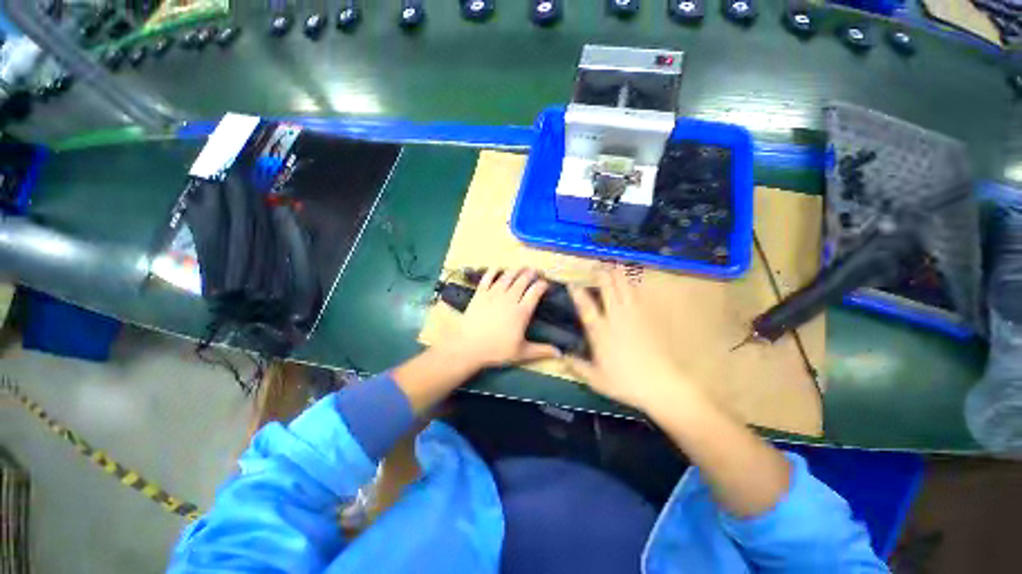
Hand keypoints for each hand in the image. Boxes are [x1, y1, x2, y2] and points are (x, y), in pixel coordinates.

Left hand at [445, 268, 560, 368]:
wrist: (468, 347)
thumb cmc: (497, 350)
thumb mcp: (522, 353)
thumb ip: (542, 351)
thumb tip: (561, 354)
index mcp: (521, 312)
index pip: (535, 292)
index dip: (542, 285)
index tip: (546, 283)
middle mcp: (509, 299)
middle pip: (523, 280)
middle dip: (531, 273)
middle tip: (536, 271)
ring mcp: (493, 294)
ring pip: (507, 276)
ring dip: (516, 270)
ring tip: (522, 267)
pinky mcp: (480, 294)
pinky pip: (487, 278)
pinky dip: (493, 271)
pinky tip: (498, 267)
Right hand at [567, 268, 690, 411]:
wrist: (661, 384)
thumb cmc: (625, 382)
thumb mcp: (596, 379)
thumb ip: (577, 366)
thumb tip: (562, 357)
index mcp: (600, 331)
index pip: (585, 306)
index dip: (577, 293)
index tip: (572, 284)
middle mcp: (615, 317)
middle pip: (607, 288)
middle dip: (600, 274)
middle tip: (595, 266)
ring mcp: (634, 314)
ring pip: (624, 286)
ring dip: (617, 272)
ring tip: (612, 263)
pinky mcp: (648, 316)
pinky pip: (639, 293)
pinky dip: (633, 282)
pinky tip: (632, 278)